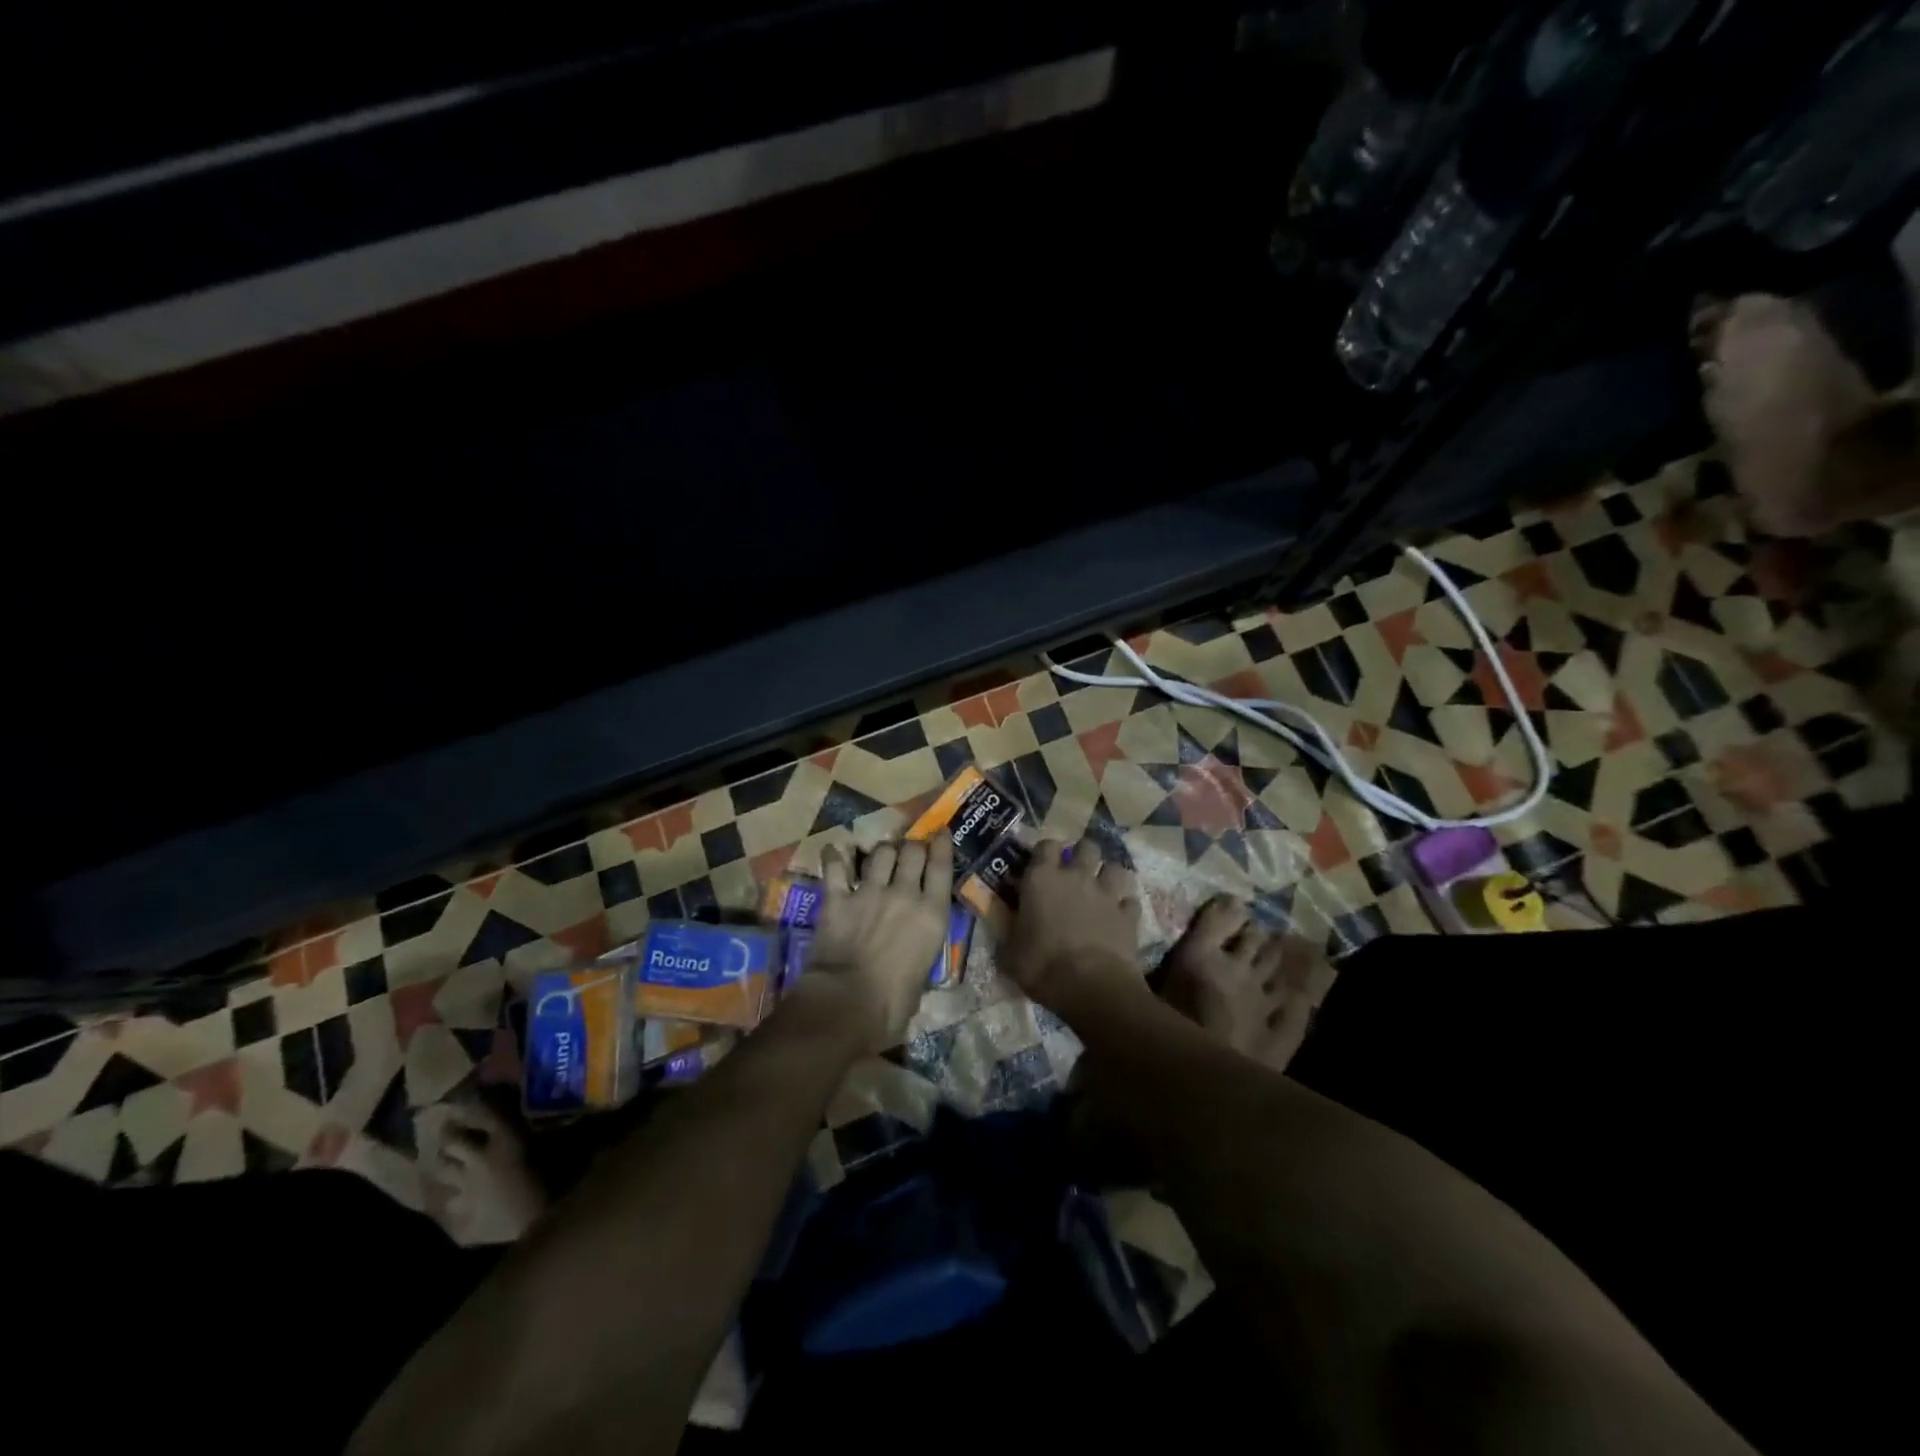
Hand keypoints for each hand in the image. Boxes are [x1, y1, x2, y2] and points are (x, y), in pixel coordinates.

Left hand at [809, 837, 953, 1048]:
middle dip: (912, 846)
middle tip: (910, 849)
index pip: (941, 867)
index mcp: (932, 915)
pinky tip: (834, 849)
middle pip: (912, 852)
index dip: (941, 845)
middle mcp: (904, 894)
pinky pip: (836, 868)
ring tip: (880, 853)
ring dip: (882, 850)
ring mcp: (869, 893)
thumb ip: (921, 955)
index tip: (940, 833)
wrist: (847, 1003)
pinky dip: (835, 857)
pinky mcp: (838, 899)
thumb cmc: (893, 1004)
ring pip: (880, 853)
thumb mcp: (923, 977)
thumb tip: (913, 959)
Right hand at [1002, 836, 1144, 1021]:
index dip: (1046, 852)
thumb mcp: (1010, 954)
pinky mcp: (1129, 915)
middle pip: (1086, 846)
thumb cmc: (1042, 967)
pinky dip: (1125, 907)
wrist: (1091, 987)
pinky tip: (1120, 917)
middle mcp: (1076, 877)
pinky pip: (1130, 901)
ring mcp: (1107, 894)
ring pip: (1115, 867)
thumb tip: (1008, 930)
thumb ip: (1010, 933)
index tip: (1042, 863)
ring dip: (1108, 875)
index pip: (1046, 845)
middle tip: (1075, 872)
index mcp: (1042, 879)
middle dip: (1083, 854)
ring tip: (1102, 888)